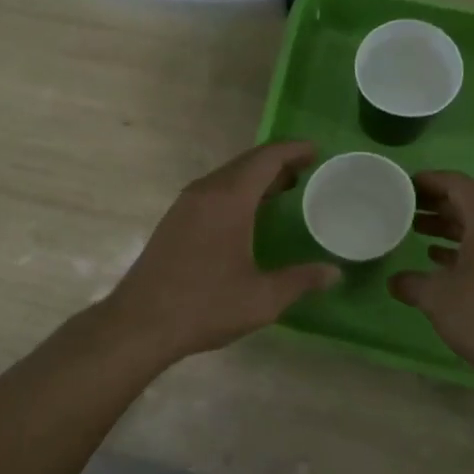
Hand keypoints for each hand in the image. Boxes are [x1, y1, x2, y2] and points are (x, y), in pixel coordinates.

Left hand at [101, 141, 340, 363]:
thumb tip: (335, 273)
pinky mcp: (174, 221)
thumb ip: (301, 280)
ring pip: (227, 177)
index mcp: (228, 200)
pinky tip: (248, 215)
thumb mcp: (262, 299)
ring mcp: (185, 205)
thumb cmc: (204, 306)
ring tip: (284, 190)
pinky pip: (213, 191)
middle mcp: (205, 192)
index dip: (293, 150)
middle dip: (277, 162)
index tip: (317, 150)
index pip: (266, 159)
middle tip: (307, 170)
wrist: (139, 324)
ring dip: (256, 177)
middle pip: (246, 163)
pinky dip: (237, 191)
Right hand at [390, 171, 473, 383]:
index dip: (429, 181)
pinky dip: (465, 245)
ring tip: (417, 230)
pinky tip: (439, 259)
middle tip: (406, 207)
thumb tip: (394, 281)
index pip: (458, 184)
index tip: (405, 184)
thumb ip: (411, 283)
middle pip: (470, 202)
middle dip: (437, 203)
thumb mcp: (436, 296)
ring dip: (450, 225)